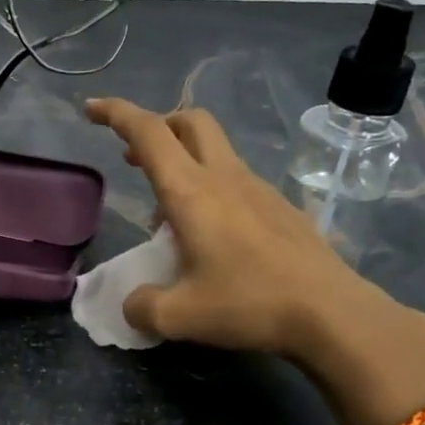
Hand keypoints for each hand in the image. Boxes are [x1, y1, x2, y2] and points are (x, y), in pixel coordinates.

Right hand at [84, 98, 424, 424]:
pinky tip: (212, 238)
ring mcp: (258, 189)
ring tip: (168, 219)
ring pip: (214, 151)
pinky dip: (211, 190)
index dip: (116, 113)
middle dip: (158, 126)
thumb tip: (133, 304)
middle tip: (135, 156)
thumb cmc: (249, 304)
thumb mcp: (178, 316)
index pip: (148, 132)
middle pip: (190, 121)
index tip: (91, 108)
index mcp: (191, 192)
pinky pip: (235, 181)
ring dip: (183, 164)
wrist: (333, 314)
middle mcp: (224, 178)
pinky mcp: (281, 207)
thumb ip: (142, 306)